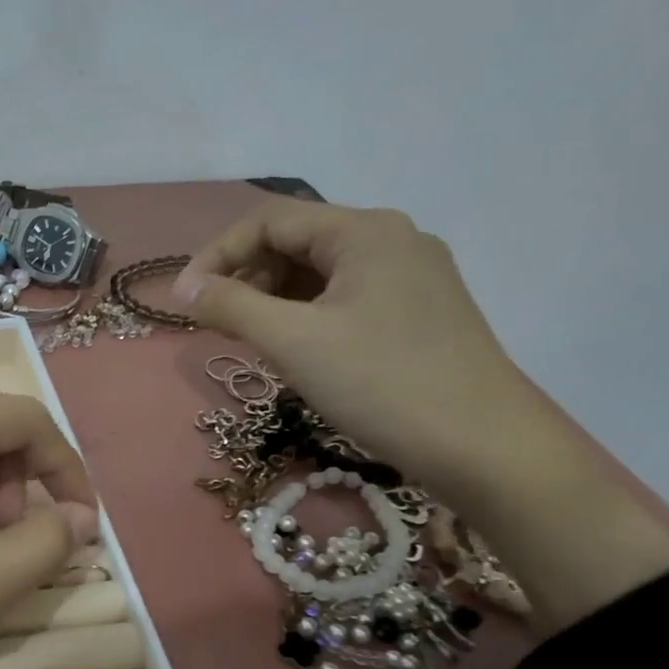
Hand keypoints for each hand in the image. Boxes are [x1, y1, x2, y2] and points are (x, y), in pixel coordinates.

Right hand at [172, 196, 549, 503]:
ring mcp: (412, 276)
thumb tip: (184, 288)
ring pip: (321, 272)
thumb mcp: (292, 341)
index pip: (269, 221)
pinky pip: (346, 297)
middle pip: (297, 241)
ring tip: (252, 340)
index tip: (185, 300)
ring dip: (274, 298)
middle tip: (218, 324)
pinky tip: (298, 350)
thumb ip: (230, 305)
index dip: (217, 254)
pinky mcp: (421, 311)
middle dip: (246, 277)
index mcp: (364, 231)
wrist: (484, 447)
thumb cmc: (380, 384)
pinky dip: (308, 315)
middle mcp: (392, 240)